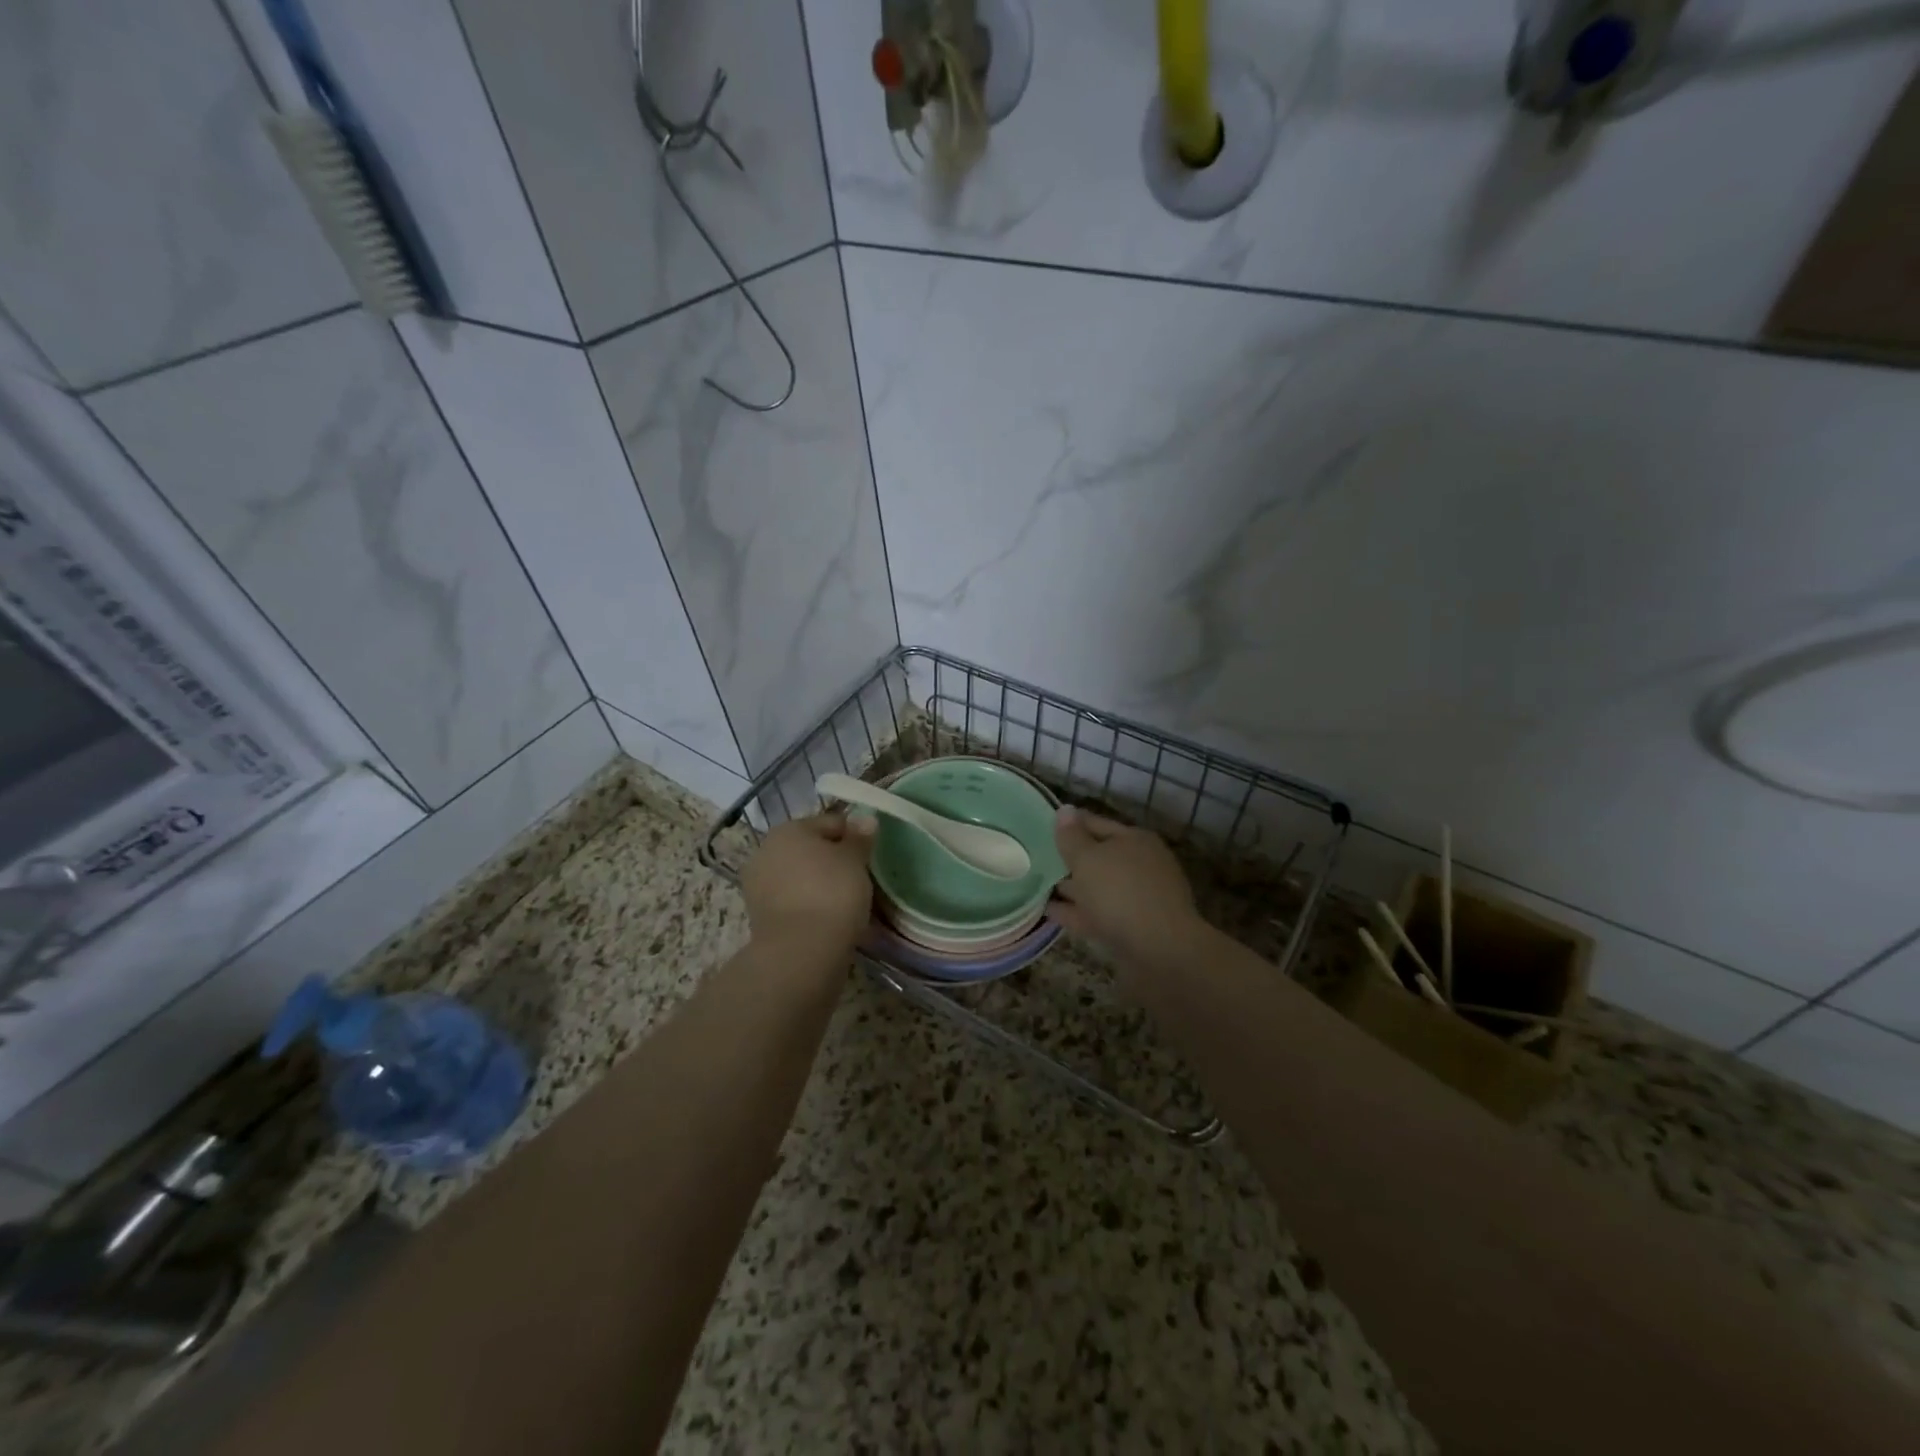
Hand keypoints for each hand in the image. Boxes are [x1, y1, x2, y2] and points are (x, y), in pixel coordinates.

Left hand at [740, 810, 875, 956]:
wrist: (801, 951)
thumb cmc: (832, 893)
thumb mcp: (855, 860)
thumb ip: (860, 838)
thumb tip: (865, 819)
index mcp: (788, 829)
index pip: (830, 823)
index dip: (854, 837)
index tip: (870, 857)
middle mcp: (766, 851)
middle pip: (811, 850)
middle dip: (834, 861)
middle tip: (860, 880)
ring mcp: (759, 886)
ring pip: (801, 877)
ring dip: (821, 885)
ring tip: (847, 903)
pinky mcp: (760, 917)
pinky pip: (794, 902)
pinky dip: (810, 906)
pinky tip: (829, 919)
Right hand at [1048, 807, 1204, 966]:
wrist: (1160, 952)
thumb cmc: (1121, 893)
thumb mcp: (1088, 859)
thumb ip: (1072, 837)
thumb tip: (1065, 810)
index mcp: (1134, 840)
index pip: (1095, 823)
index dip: (1068, 824)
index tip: (1039, 828)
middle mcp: (1139, 865)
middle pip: (1098, 856)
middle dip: (1069, 858)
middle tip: (1034, 858)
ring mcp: (1137, 898)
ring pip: (1097, 887)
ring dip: (1071, 887)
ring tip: (1035, 885)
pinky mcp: (1131, 927)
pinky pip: (1096, 913)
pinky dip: (1074, 912)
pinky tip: (1048, 912)